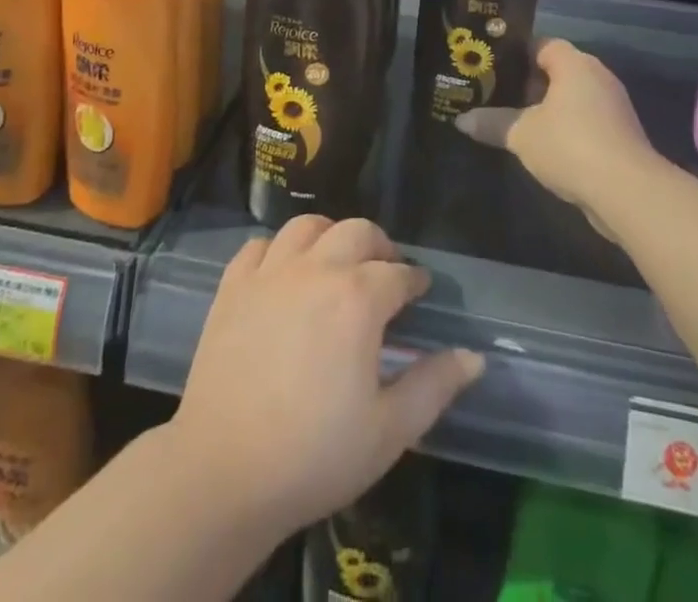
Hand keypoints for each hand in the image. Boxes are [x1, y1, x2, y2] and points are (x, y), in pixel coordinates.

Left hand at [169, 216, 483, 534]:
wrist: (224, 471)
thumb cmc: (315, 455)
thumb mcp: (389, 431)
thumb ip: (434, 386)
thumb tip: (473, 357)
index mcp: (358, 298)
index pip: (398, 273)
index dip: (414, 280)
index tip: (420, 291)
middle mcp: (317, 269)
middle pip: (357, 232)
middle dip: (379, 246)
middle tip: (386, 271)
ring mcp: (271, 273)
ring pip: (307, 226)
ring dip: (331, 236)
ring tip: (337, 261)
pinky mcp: (234, 286)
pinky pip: (260, 246)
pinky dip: (279, 250)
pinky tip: (285, 273)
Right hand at [457, 38, 659, 225]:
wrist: (628, 192)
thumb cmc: (570, 145)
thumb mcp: (521, 134)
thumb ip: (492, 123)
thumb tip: (461, 120)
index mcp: (575, 64)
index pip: (542, 44)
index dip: (516, 54)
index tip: (491, 68)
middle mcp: (598, 76)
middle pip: (557, 70)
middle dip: (528, 84)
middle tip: (496, 95)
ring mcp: (613, 106)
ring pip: (572, 98)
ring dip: (547, 109)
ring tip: (515, 122)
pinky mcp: (620, 135)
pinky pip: (585, 121)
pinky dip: (566, 128)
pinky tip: (543, 147)